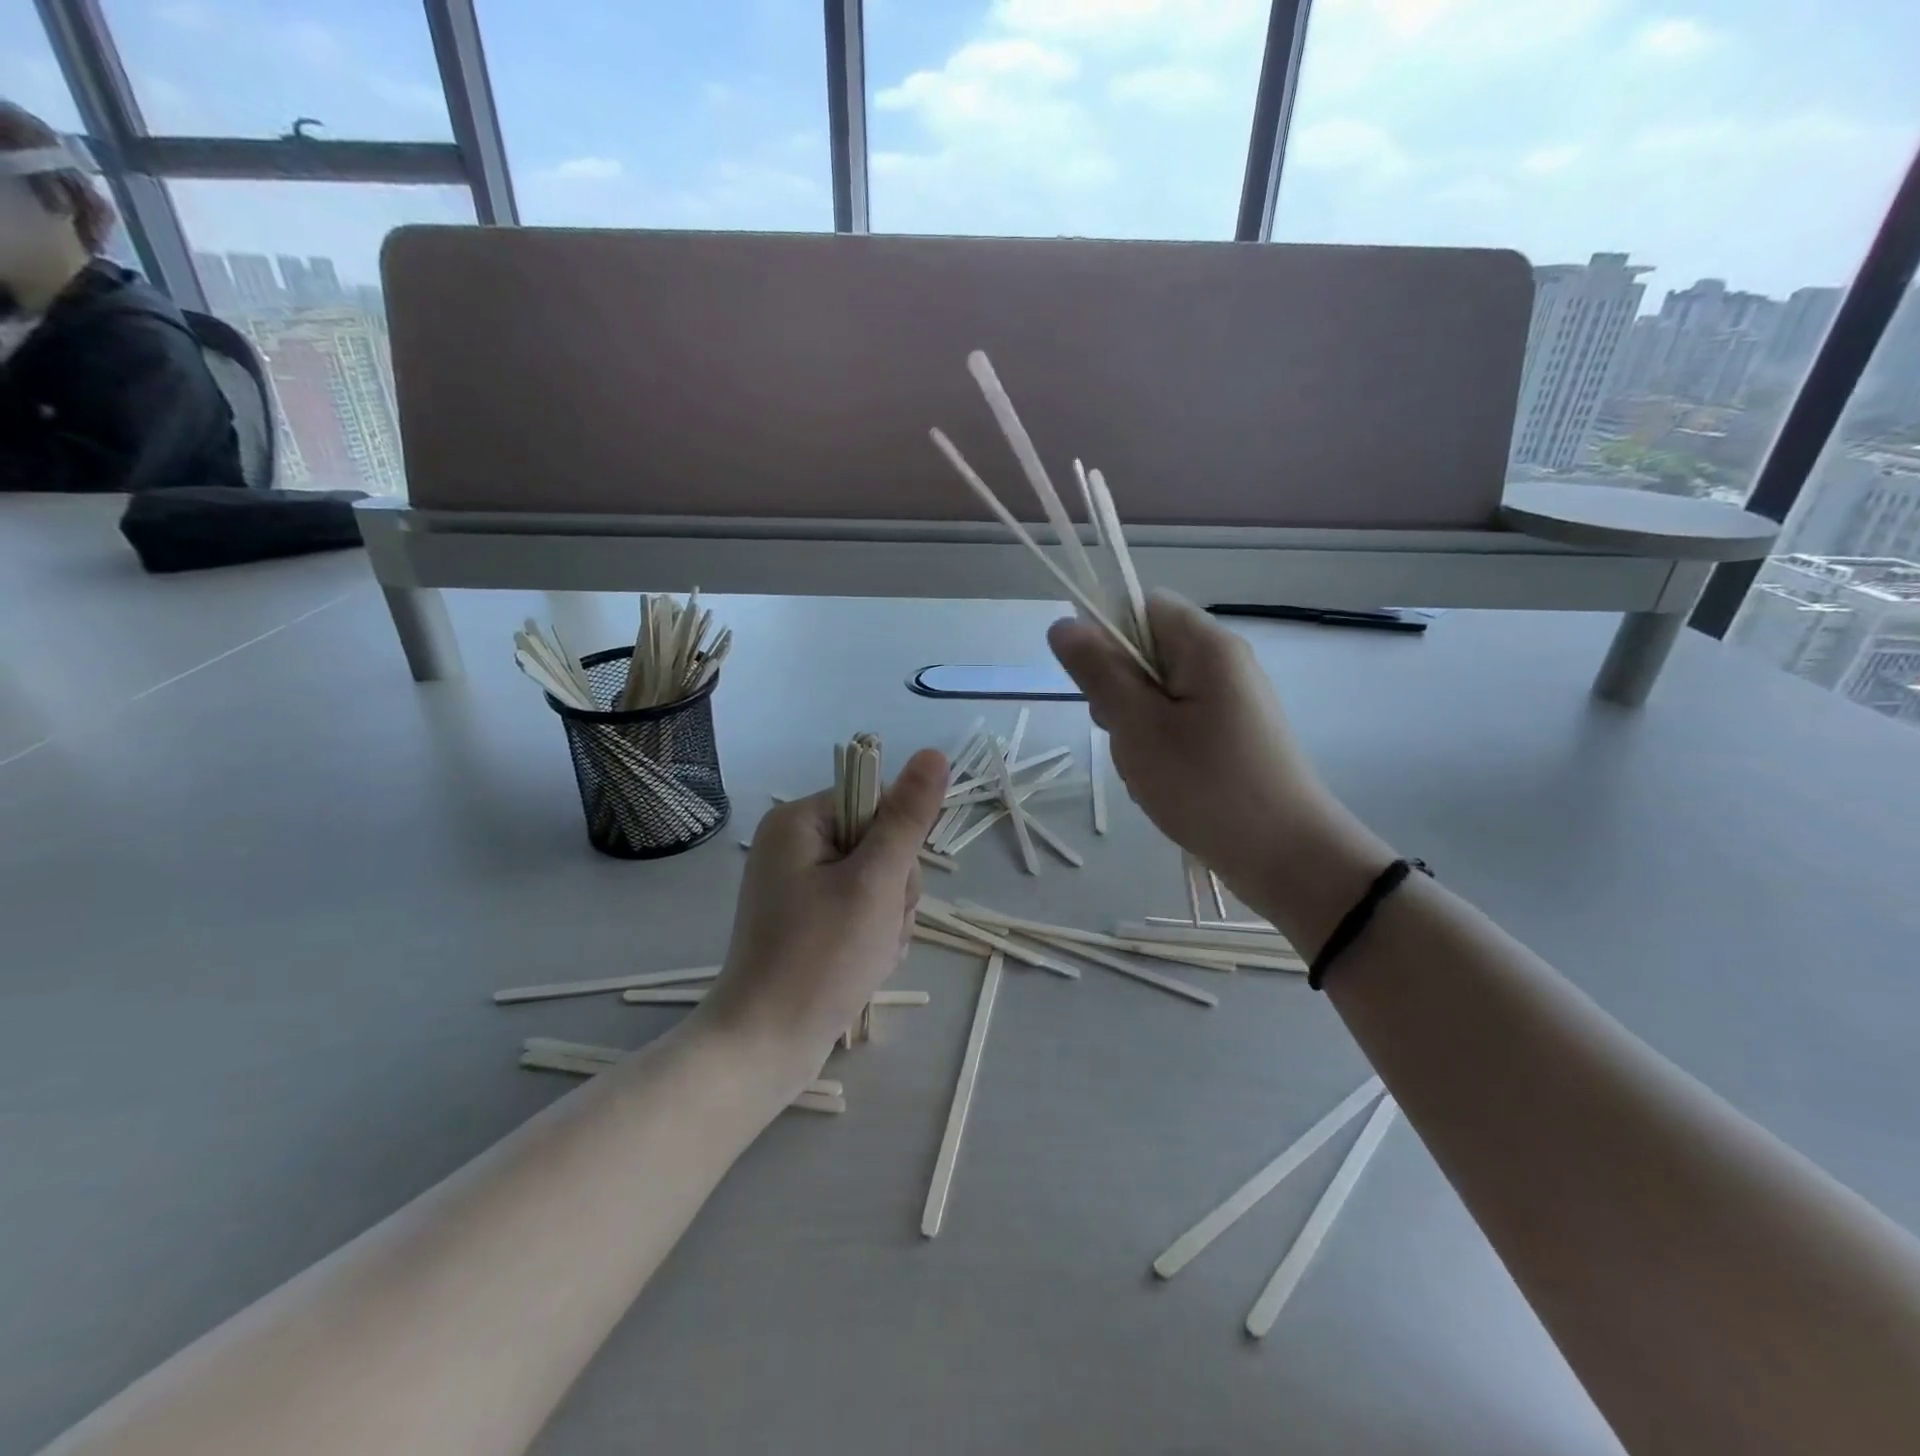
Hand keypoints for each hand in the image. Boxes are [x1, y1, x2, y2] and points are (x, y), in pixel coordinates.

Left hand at [697, 748, 947, 1086]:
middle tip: (877, 927)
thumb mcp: (875, 881)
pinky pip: (861, 909)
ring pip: (877, 880)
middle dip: (894, 888)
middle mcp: (794, 845)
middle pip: (879, 842)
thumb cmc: (821, 957)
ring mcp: (799, 884)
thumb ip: (907, 817)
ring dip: (889, 916)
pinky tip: (864, 964)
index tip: (889, 884)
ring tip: (870, 952)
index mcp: (799, 821)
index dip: (898, 841)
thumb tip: (934, 754)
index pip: (875, 799)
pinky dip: (873, 935)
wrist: (766, 1045)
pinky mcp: (807, 919)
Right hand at [1048, 593, 1377, 918]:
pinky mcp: (1232, 737)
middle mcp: (1224, 664)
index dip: (1106, 635)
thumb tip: (1064, 624)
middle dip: (1119, 690)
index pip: (1143, 607)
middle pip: (1148, 652)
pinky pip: (1178, 724)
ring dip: (1135, 726)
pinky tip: (1161, 783)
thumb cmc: (1206, 785)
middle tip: (1122, 735)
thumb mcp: (1138, 726)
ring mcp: (1231, 703)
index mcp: (1206, 646)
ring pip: (1157, 694)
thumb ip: (1099, 672)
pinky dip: (1158, 747)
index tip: (1094, 684)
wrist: (1286, 857)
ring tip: (1144, 768)